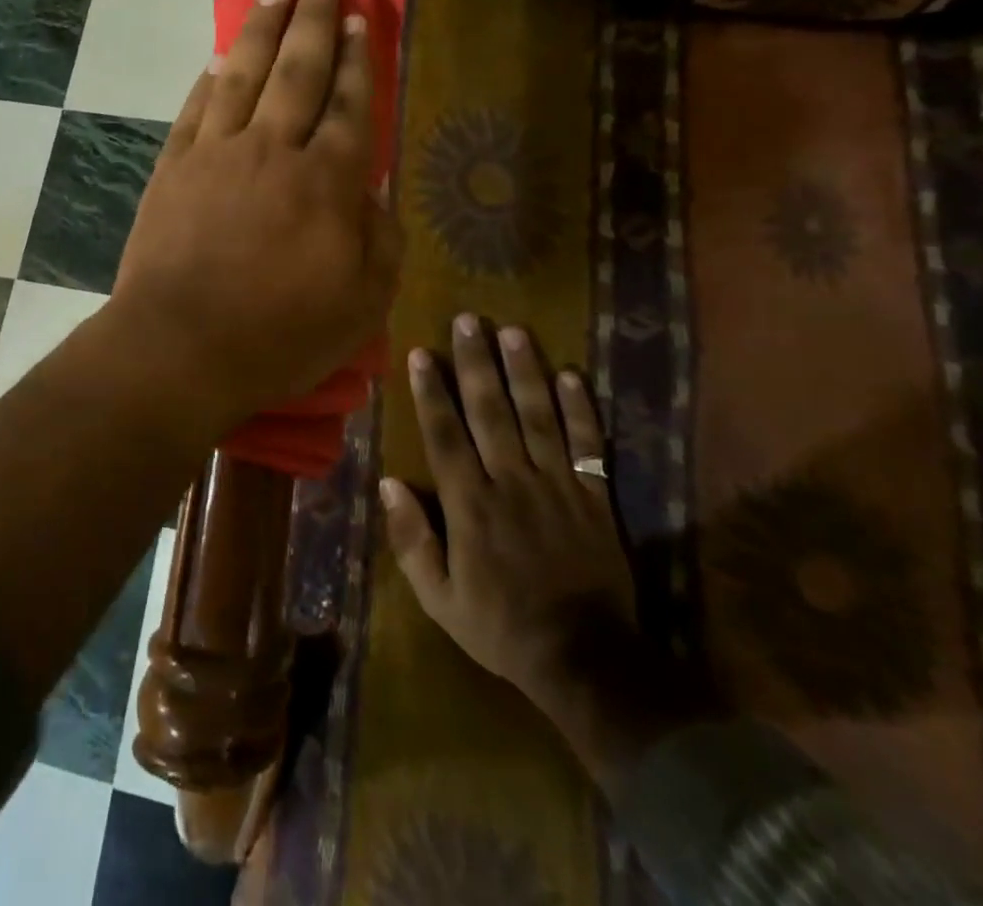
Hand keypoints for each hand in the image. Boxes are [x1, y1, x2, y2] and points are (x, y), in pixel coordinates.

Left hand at [109, 0, 401, 423]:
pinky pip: (195, 109)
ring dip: (260, 30)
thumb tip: (374, 192)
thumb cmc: (278, 335)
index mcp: (326, 181)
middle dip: (314, 20)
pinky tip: (218, 58)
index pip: (348, 104)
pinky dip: (209, 79)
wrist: (179, 347)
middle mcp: (272, 150)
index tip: (359, 19)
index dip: (357, 59)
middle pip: (298, 71)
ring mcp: (216, 153)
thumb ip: (378, 240)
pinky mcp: (173, 168)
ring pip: (244, 75)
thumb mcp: (361, 304)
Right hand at [381, 318, 633, 713]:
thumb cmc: (501, 627)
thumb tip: (387, 484)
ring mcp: (557, 487)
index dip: (431, 391)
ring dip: (524, 372)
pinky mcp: (595, 498)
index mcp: (470, 505)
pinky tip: (572, 375)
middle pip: (490, 412)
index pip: (445, 435)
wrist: (587, 662)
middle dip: (475, 363)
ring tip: (513, 331)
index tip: (421, 352)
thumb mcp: (439, 598)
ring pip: (538, 417)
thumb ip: (412, 540)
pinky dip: (581, 410)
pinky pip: (588, 447)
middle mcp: (511, 483)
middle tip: (468, 321)